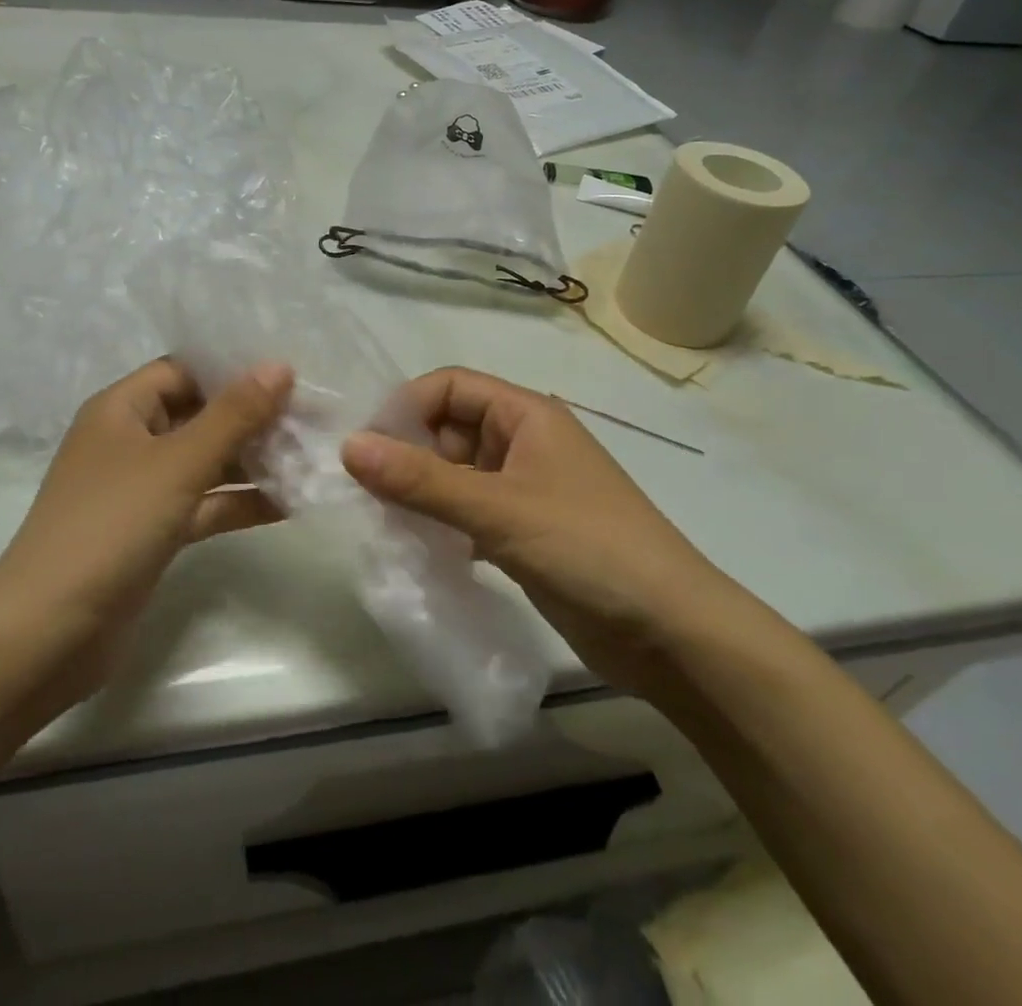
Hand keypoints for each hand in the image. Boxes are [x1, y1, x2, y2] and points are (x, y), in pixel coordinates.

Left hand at [0, 357, 292, 717]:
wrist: (49, 632)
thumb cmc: (111, 525)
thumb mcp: (178, 463)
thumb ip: (233, 415)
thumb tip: (280, 365)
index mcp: (121, 409)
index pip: (183, 371)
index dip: (232, 370)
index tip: (289, 377)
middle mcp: (129, 441)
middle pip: (198, 415)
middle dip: (251, 418)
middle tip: (311, 419)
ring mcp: (140, 490)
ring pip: (204, 462)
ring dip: (251, 461)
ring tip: (310, 457)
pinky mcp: (152, 532)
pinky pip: (203, 504)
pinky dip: (238, 501)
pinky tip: (289, 503)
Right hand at [341, 367, 735, 686]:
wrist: (673, 634)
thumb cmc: (589, 549)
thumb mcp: (499, 509)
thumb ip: (421, 480)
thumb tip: (349, 447)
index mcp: (525, 415)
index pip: (449, 386)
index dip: (405, 408)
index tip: (366, 449)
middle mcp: (523, 442)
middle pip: (448, 429)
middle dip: (407, 454)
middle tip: (367, 494)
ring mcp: (525, 488)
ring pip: (455, 473)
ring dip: (420, 492)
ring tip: (384, 522)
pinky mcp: (524, 531)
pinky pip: (468, 511)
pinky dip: (442, 523)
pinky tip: (419, 549)